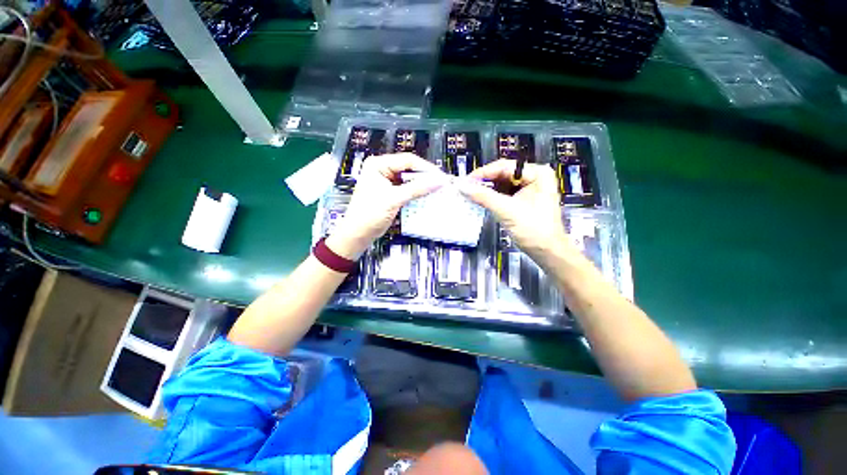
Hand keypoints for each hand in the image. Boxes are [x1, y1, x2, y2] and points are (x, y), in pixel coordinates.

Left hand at [326, 153, 443, 259]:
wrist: (358, 234)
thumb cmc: (370, 214)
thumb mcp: (394, 199)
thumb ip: (417, 189)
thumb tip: (438, 181)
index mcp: (378, 164)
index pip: (407, 160)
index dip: (425, 168)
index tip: (440, 176)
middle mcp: (382, 169)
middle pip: (409, 168)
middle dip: (425, 176)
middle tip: (441, 183)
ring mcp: (386, 181)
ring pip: (409, 179)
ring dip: (422, 184)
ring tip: (436, 188)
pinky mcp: (390, 192)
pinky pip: (407, 188)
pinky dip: (416, 192)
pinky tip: (426, 195)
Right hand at [458, 160, 572, 261]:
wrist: (547, 252)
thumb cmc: (533, 230)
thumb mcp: (507, 211)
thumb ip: (484, 197)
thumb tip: (463, 186)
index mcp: (537, 173)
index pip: (505, 167)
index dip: (483, 173)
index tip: (465, 181)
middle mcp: (534, 177)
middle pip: (503, 175)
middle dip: (484, 182)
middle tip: (465, 188)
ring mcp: (529, 189)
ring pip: (501, 184)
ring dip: (486, 190)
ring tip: (470, 194)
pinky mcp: (523, 200)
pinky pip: (503, 194)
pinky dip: (491, 197)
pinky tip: (480, 200)